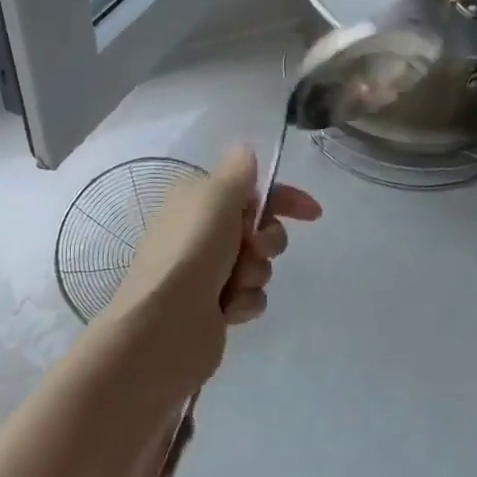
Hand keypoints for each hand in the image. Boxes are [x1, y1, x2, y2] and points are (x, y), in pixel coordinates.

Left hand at [104, 147, 321, 388]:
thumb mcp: (216, 197)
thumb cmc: (192, 251)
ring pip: (259, 263)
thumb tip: (245, 151)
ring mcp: (208, 270)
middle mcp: (202, 231)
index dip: (284, 198)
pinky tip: (227, 310)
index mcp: (197, 199)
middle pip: (260, 227)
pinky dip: (245, 301)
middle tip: (255, 248)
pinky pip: (252, 295)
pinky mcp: (216, 305)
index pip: (251, 189)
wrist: (164, 326)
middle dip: (267, 240)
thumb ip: (238, 171)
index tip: (312, 213)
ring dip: (254, 273)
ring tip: (233, 285)